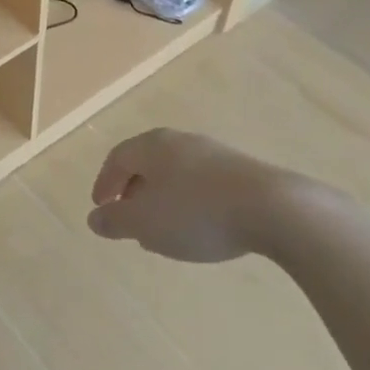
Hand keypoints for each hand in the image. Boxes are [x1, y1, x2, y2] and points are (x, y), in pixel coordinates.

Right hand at [88, 128, 325, 263]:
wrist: (275, 209)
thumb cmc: (196, 213)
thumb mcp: (145, 223)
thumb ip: (115, 221)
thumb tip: (94, 219)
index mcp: (152, 146)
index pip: (117, 158)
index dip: (104, 182)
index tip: (100, 207)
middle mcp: (181, 141)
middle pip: (147, 162)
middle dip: (133, 190)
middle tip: (128, 217)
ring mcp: (215, 153)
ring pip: (176, 173)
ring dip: (162, 198)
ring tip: (162, 228)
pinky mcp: (242, 171)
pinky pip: (202, 184)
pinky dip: (189, 202)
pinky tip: (198, 227)